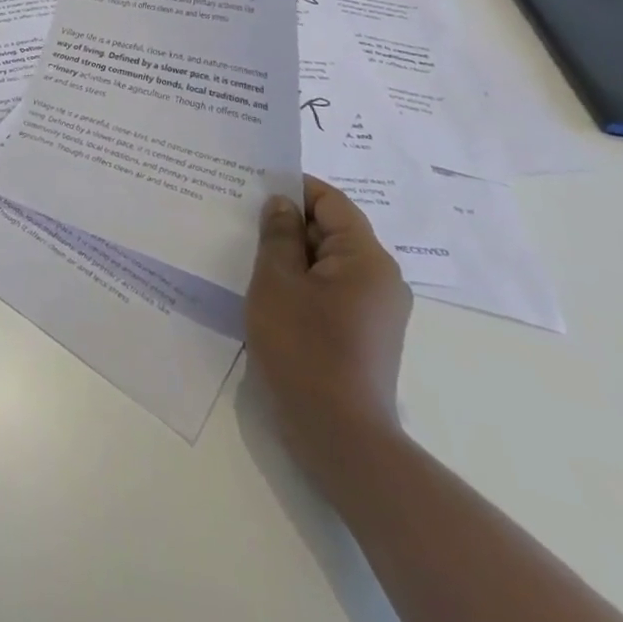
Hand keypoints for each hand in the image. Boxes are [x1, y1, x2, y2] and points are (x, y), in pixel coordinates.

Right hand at [246, 175, 411, 478]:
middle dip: (288, 221)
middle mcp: (381, 279)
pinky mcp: (364, 333)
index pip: (332, 202)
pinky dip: (302, 280)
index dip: (294, 187)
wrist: (339, 436)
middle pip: (332, 230)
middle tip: (241, 216)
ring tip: (248, 249)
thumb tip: (281, 204)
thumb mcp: (277, 281)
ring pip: (329, 261)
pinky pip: (331, 288)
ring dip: (292, 253)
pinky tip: (268, 287)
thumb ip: (277, 235)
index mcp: (367, 259)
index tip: (253, 185)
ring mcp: (376, 309)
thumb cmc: (304, 348)